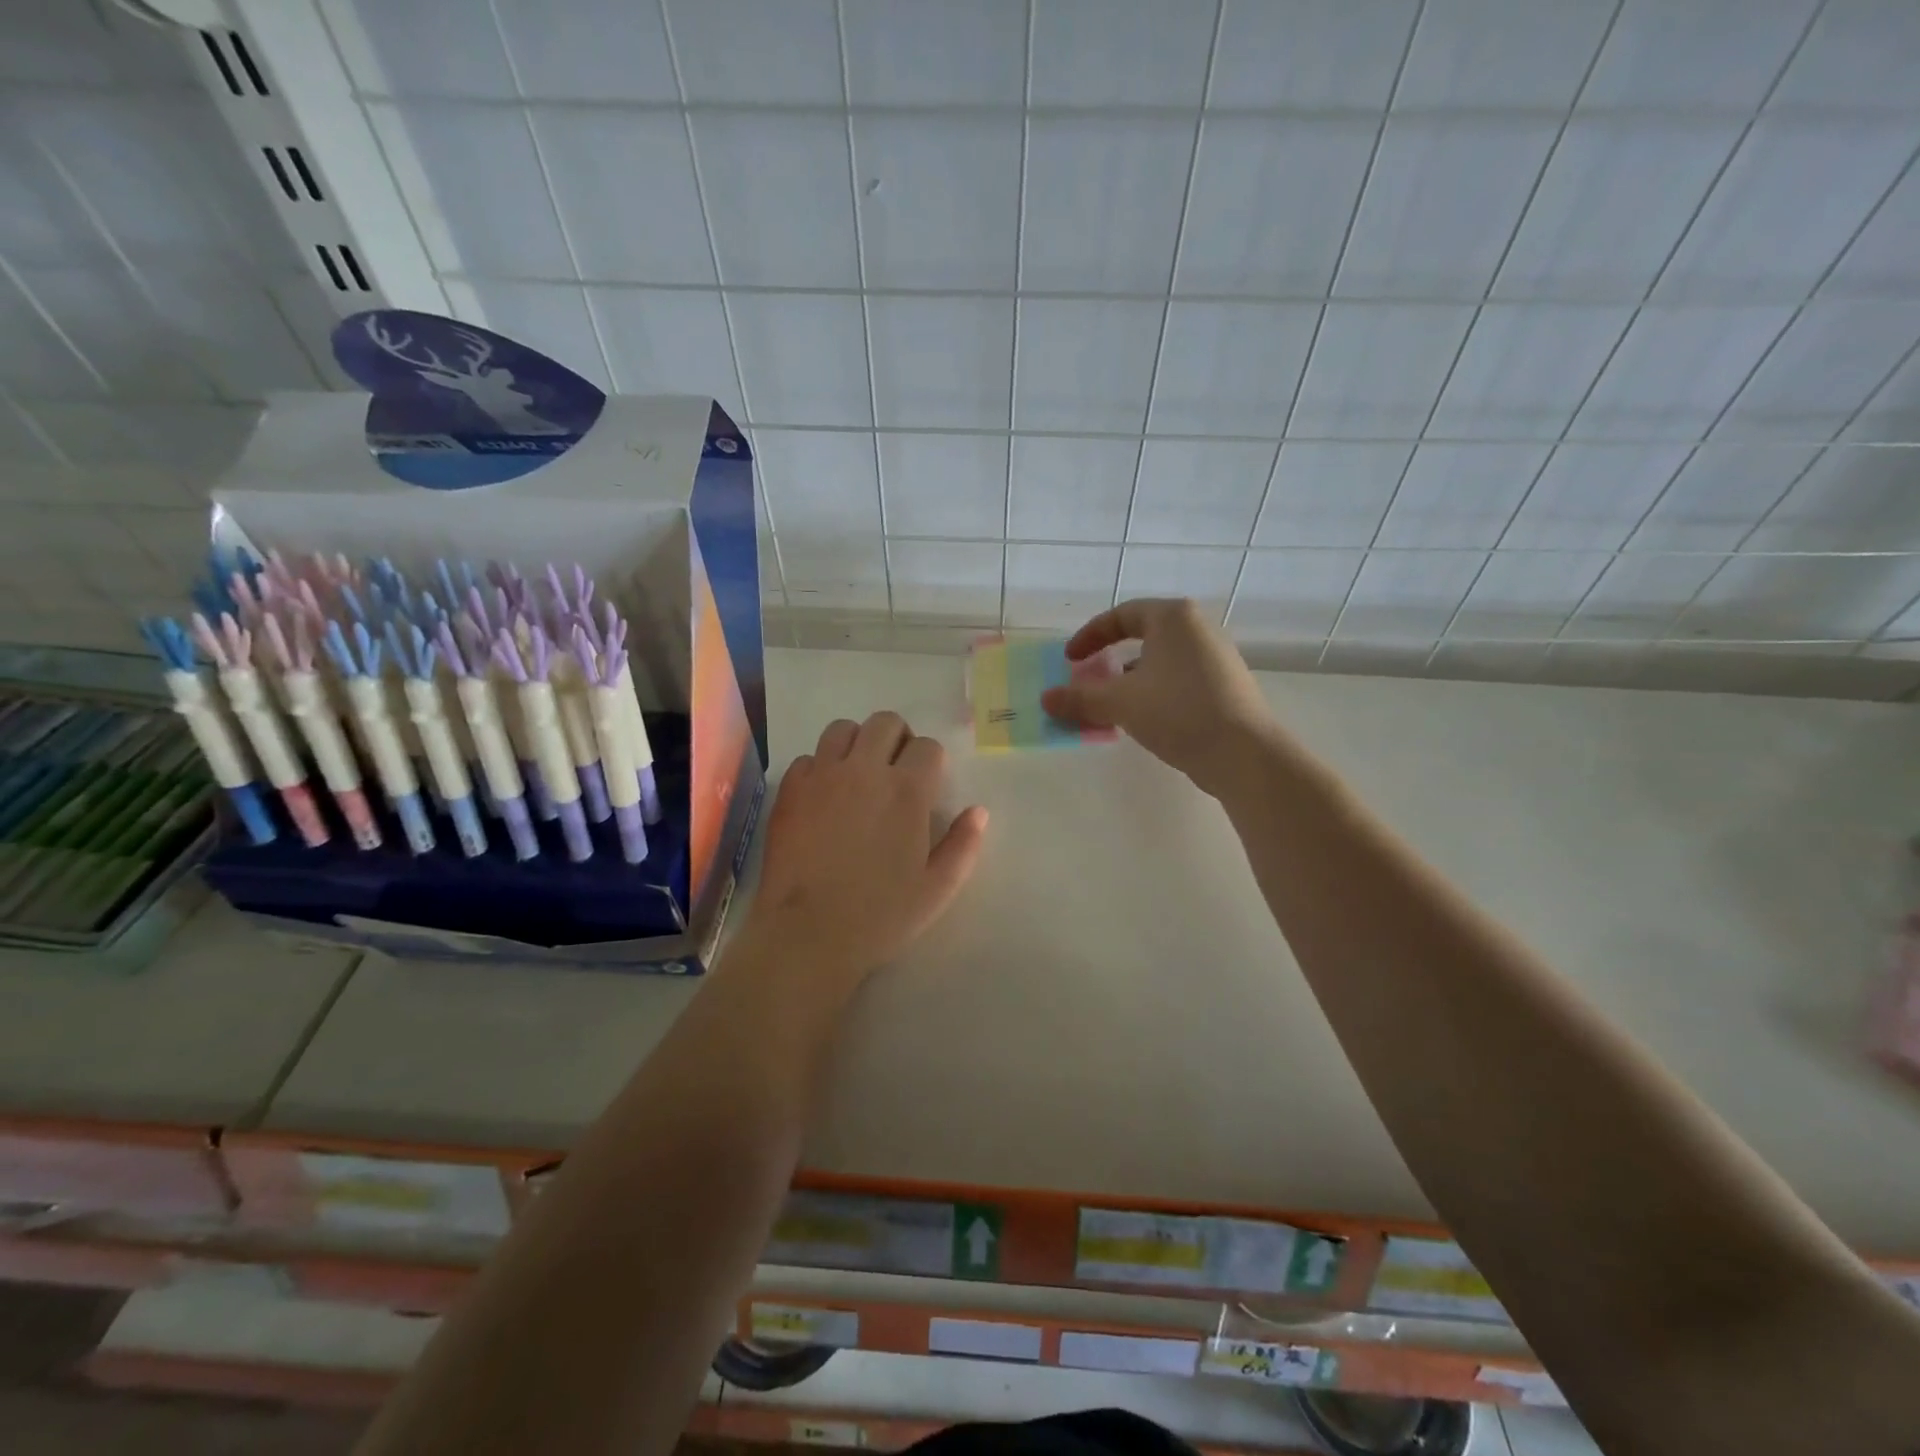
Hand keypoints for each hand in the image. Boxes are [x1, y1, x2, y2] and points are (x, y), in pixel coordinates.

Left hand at [736, 712, 987, 989]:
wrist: (808, 933)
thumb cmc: (881, 915)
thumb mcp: (938, 888)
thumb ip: (964, 845)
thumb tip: (978, 811)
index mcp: (907, 790)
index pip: (927, 747)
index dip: (931, 762)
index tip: (927, 786)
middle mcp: (864, 770)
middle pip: (885, 722)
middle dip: (898, 738)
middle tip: (895, 771)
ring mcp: (822, 775)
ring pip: (842, 728)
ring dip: (856, 742)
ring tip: (857, 773)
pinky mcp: (790, 789)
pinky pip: (808, 758)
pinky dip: (820, 767)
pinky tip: (823, 796)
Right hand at [1041, 598, 1276, 796]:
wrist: (1243, 753)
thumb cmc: (1177, 711)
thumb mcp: (1120, 703)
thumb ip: (1080, 698)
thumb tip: (1046, 699)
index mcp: (1173, 617)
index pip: (1121, 615)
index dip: (1089, 636)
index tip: (1070, 660)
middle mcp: (1198, 629)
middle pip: (1142, 636)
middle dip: (1109, 661)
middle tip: (1089, 681)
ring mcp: (1216, 657)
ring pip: (1160, 662)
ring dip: (1131, 681)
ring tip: (1112, 707)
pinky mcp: (1226, 686)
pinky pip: (1178, 680)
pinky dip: (1154, 693)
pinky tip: (1145, 721)